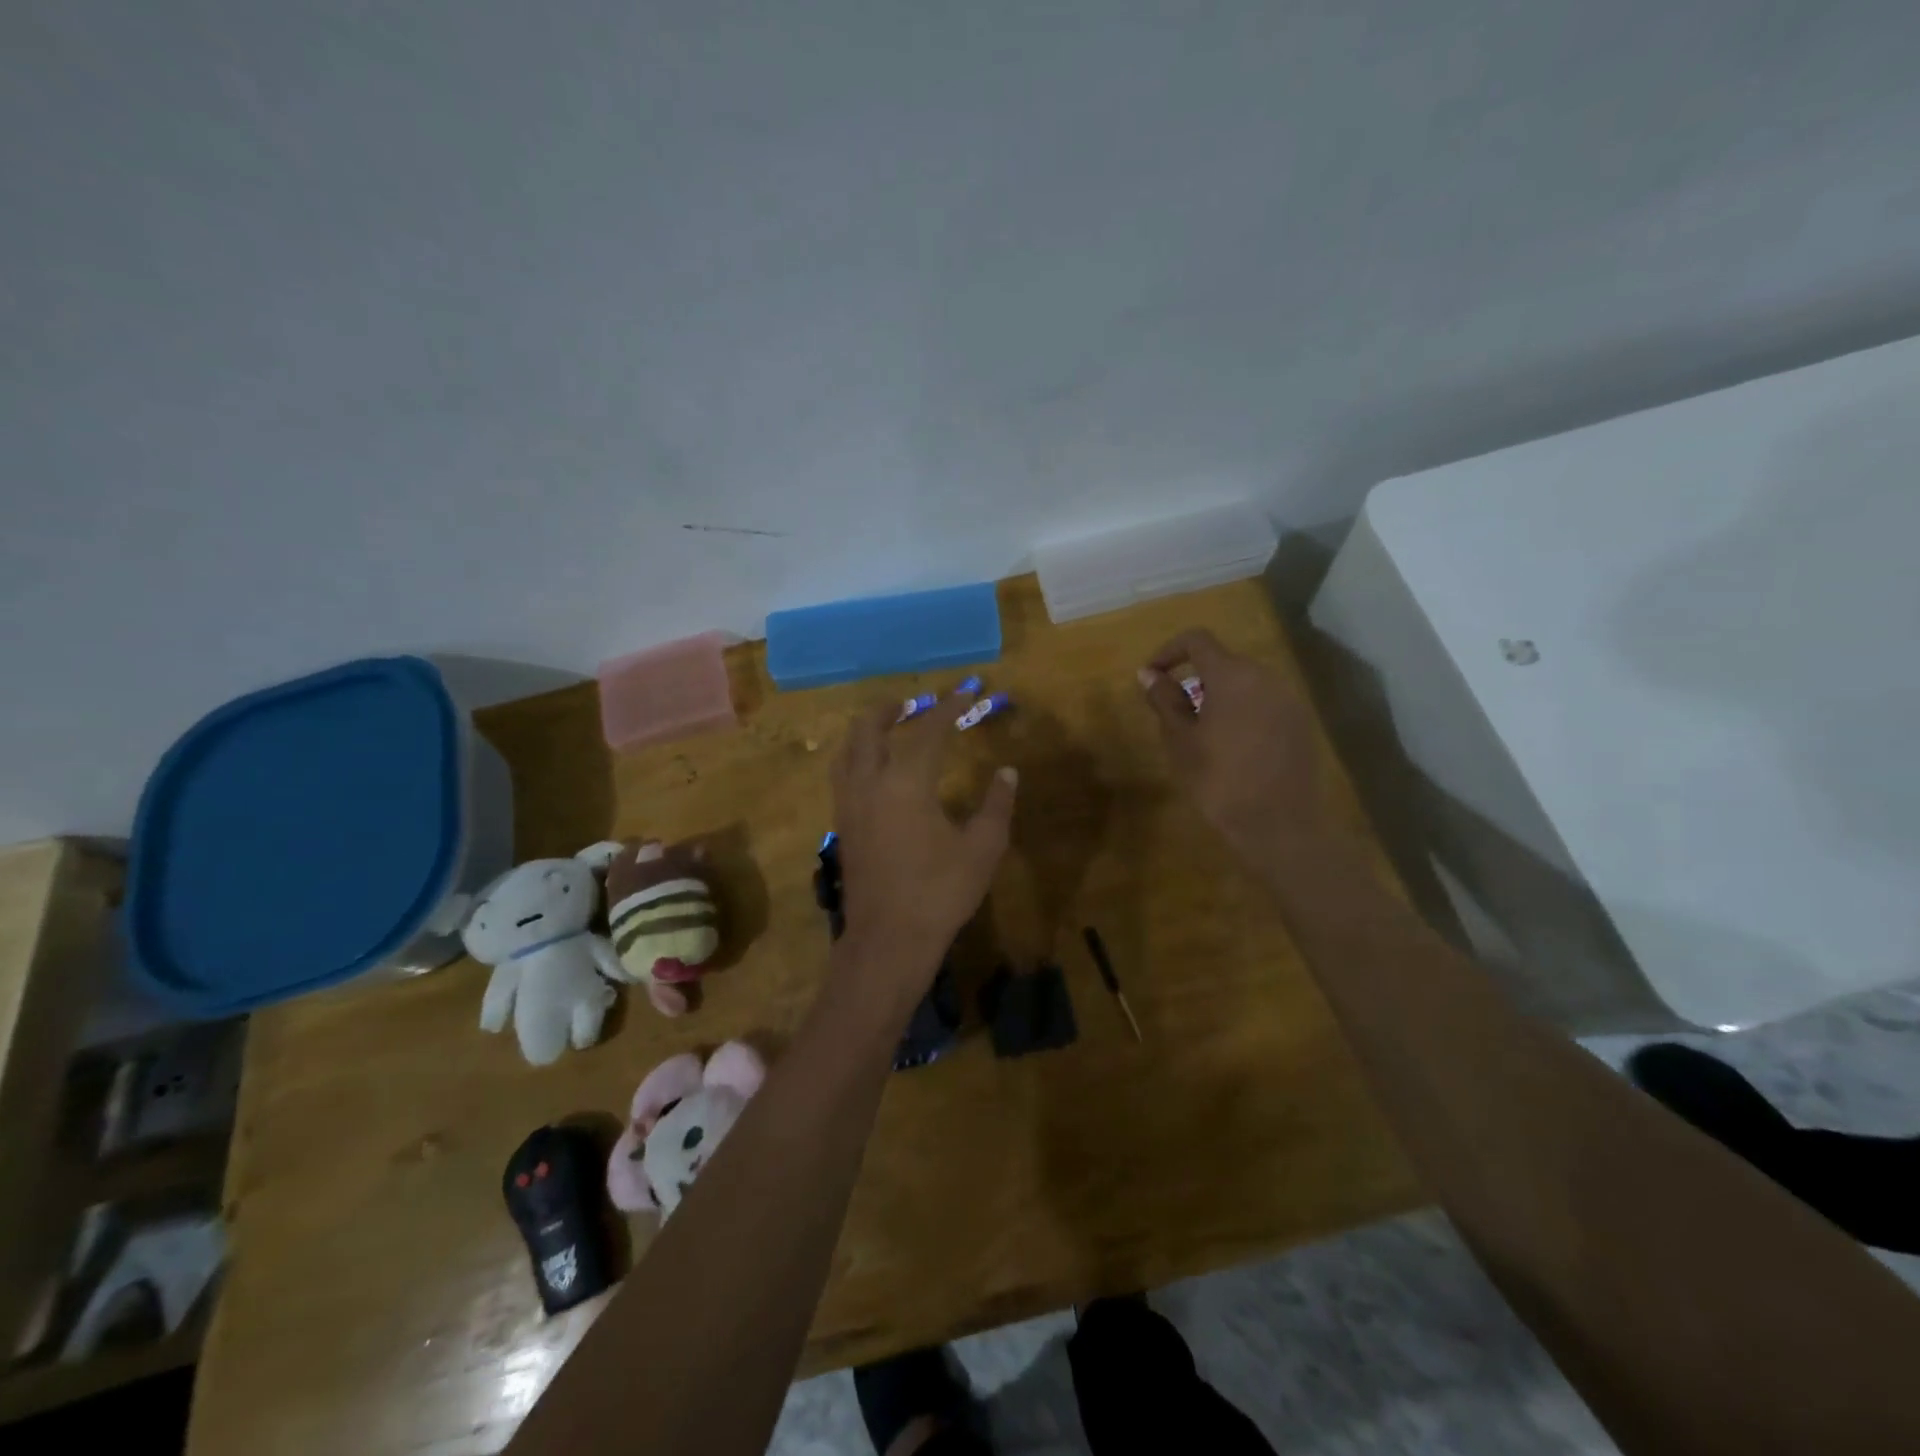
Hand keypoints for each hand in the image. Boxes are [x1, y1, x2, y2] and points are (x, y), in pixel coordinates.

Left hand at [830, 691, 1017, 981]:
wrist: (888, 940)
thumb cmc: (939, 893)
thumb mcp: (982, 849)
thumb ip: (996, 805)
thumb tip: (1007, 773)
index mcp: (907, 782)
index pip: (929, 731)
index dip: (950, 708)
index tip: (968, 693)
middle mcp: (870, 783)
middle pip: (870, 729)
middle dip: (891, 709)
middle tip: (912, 703)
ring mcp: (850, 805)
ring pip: (848, 751)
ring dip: (867, 730)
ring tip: (887, 727)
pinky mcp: (842, 826)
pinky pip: (842, 775)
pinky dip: (856, 756)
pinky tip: (873, 770)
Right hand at [1139, 628, 1326, 858]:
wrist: (1278, 825)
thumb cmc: (1219, 780)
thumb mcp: (1181, 741)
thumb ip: (1165, 700)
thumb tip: (1149, 674)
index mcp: (1232, 675)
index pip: (1197, 640)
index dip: (1169, 651)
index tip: (1152, 676)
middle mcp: (1265, 676)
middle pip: (1223, 661)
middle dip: (1194, 678)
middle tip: (1174, 712)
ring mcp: (1288, 699)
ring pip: (1245, 683)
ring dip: (1219, 695)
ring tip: (1201, 731)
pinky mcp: (1301, 722)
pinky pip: (1264, 702)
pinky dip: (1242, 711)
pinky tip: (1233, 745)